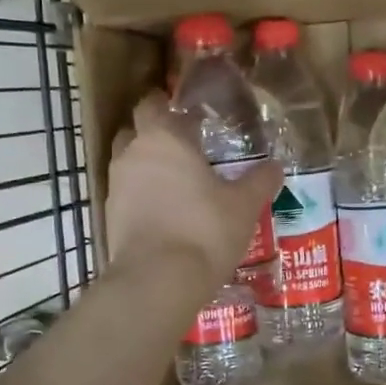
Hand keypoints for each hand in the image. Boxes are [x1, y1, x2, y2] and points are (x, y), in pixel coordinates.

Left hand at [105, 93, 283, 289]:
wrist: (157, 280)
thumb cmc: (204, 230)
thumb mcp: (243, 206)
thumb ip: (259, 181)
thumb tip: (275, 166)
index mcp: (164, 138)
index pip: (156, 104)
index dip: (171, 106)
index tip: (192, 117)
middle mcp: (132, 153)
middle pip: (135, 128)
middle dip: (155, 132)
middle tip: (185, 146)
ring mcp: (116, 185)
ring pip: (128, 161)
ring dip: (146, 164)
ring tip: (176, 181)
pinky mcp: (109, 216)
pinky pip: (126, 193)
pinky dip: (141, 195)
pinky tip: (164, 211)